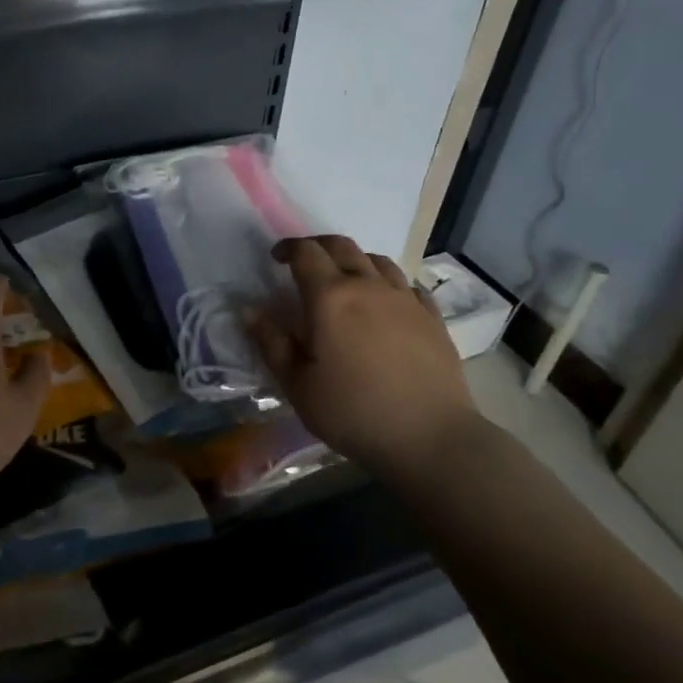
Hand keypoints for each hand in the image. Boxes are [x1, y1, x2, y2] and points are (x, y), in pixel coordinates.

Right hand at [247, 235, 481, 475]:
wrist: (430, 437)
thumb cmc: (352, 413)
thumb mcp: (297, 385)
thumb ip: (271, 343)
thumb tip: (250, 310)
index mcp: (330, 298)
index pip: (306, 253)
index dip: (288, 249)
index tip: (276, 258)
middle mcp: (368, 286)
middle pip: (342, 246)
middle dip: (318, 245)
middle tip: (304, 260)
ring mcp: (405, 299)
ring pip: (377, 260)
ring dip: (354, 260)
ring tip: (345, 279)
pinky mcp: (432, 317)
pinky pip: (407, 284)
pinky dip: (389, 283)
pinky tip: (386, 302)